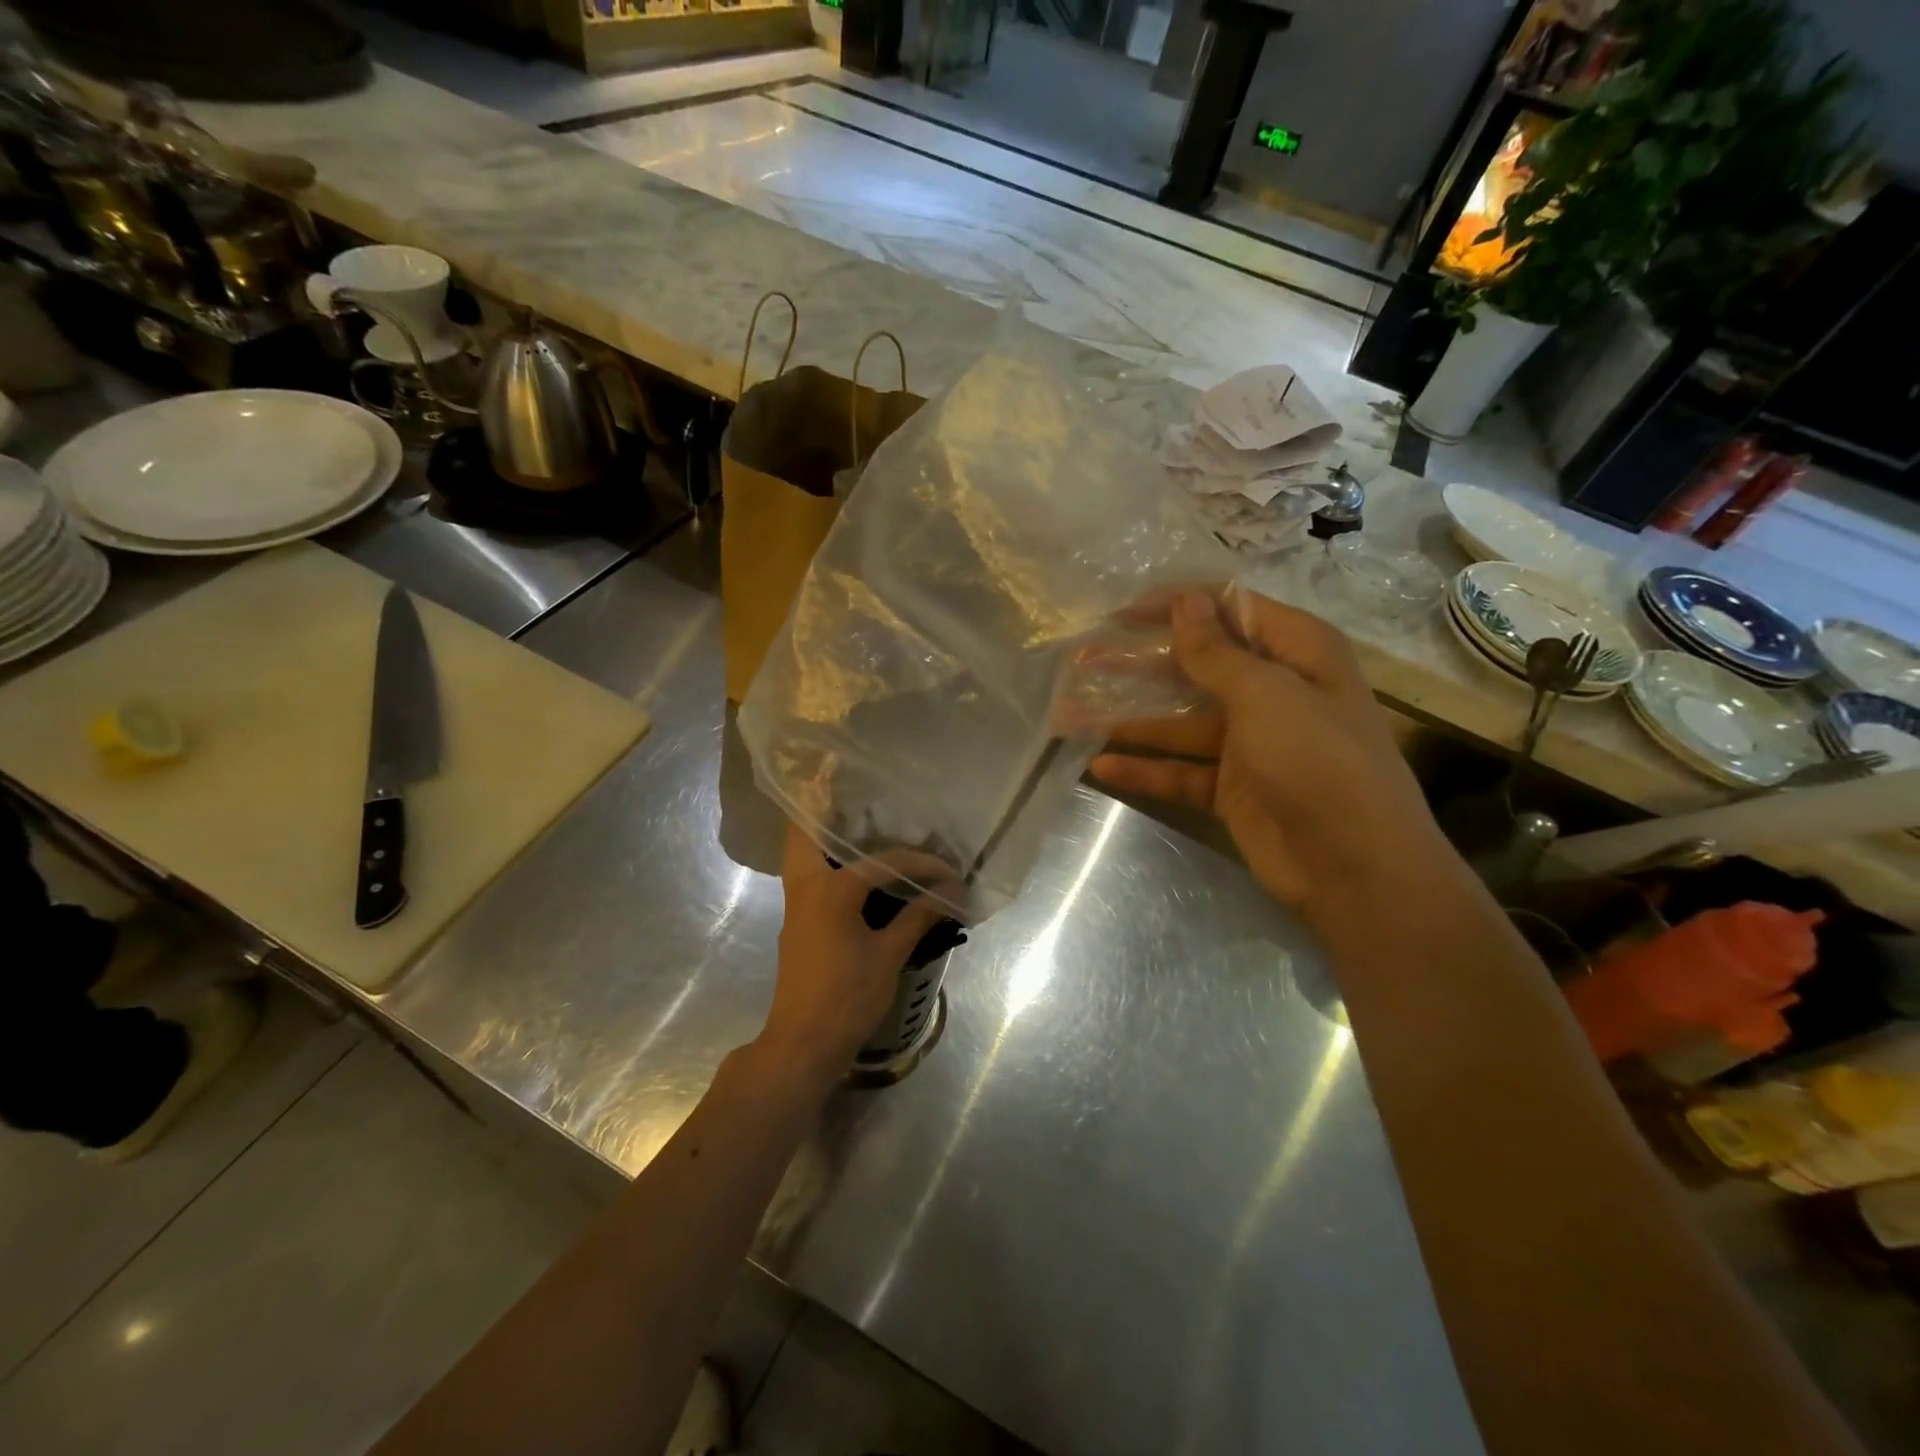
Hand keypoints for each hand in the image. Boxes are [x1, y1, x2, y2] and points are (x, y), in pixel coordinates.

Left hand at [763, 824, 948, 1076]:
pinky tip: (854, 865)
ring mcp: (797, 904)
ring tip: (852, 816)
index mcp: (830, 890)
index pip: (883, 862)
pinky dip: (824, 857)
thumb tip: (953, 890)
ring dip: (819, 830)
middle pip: (803, 831)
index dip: (920, 864)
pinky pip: (807, 873)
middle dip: (820, 802)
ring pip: (800, 851)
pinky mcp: (798, 921)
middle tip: (847, 784)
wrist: (802, 1044)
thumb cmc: (847, 997)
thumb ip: (918, 917)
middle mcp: (806, 887)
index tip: (949, 871)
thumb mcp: (889, 956)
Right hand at [1089, 591, 1449, 915]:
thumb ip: (1216, 651)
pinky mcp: (1231, 789)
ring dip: (1129, 718)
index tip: (1121, 613)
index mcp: (1296, 653)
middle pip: (1196, 667)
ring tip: (1071, 713)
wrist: (1355, 867)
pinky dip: (1143, 769)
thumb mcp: (1266, 695)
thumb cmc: (1317, 760)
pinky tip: (1098, 767)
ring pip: (1178, 722)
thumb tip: (1185, 603)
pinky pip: (1179, 771)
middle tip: (1084, 659)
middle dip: (1140, 663)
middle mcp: (1273, 692)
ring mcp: (1250, 743)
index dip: (1176, 607)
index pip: (1229, 612)